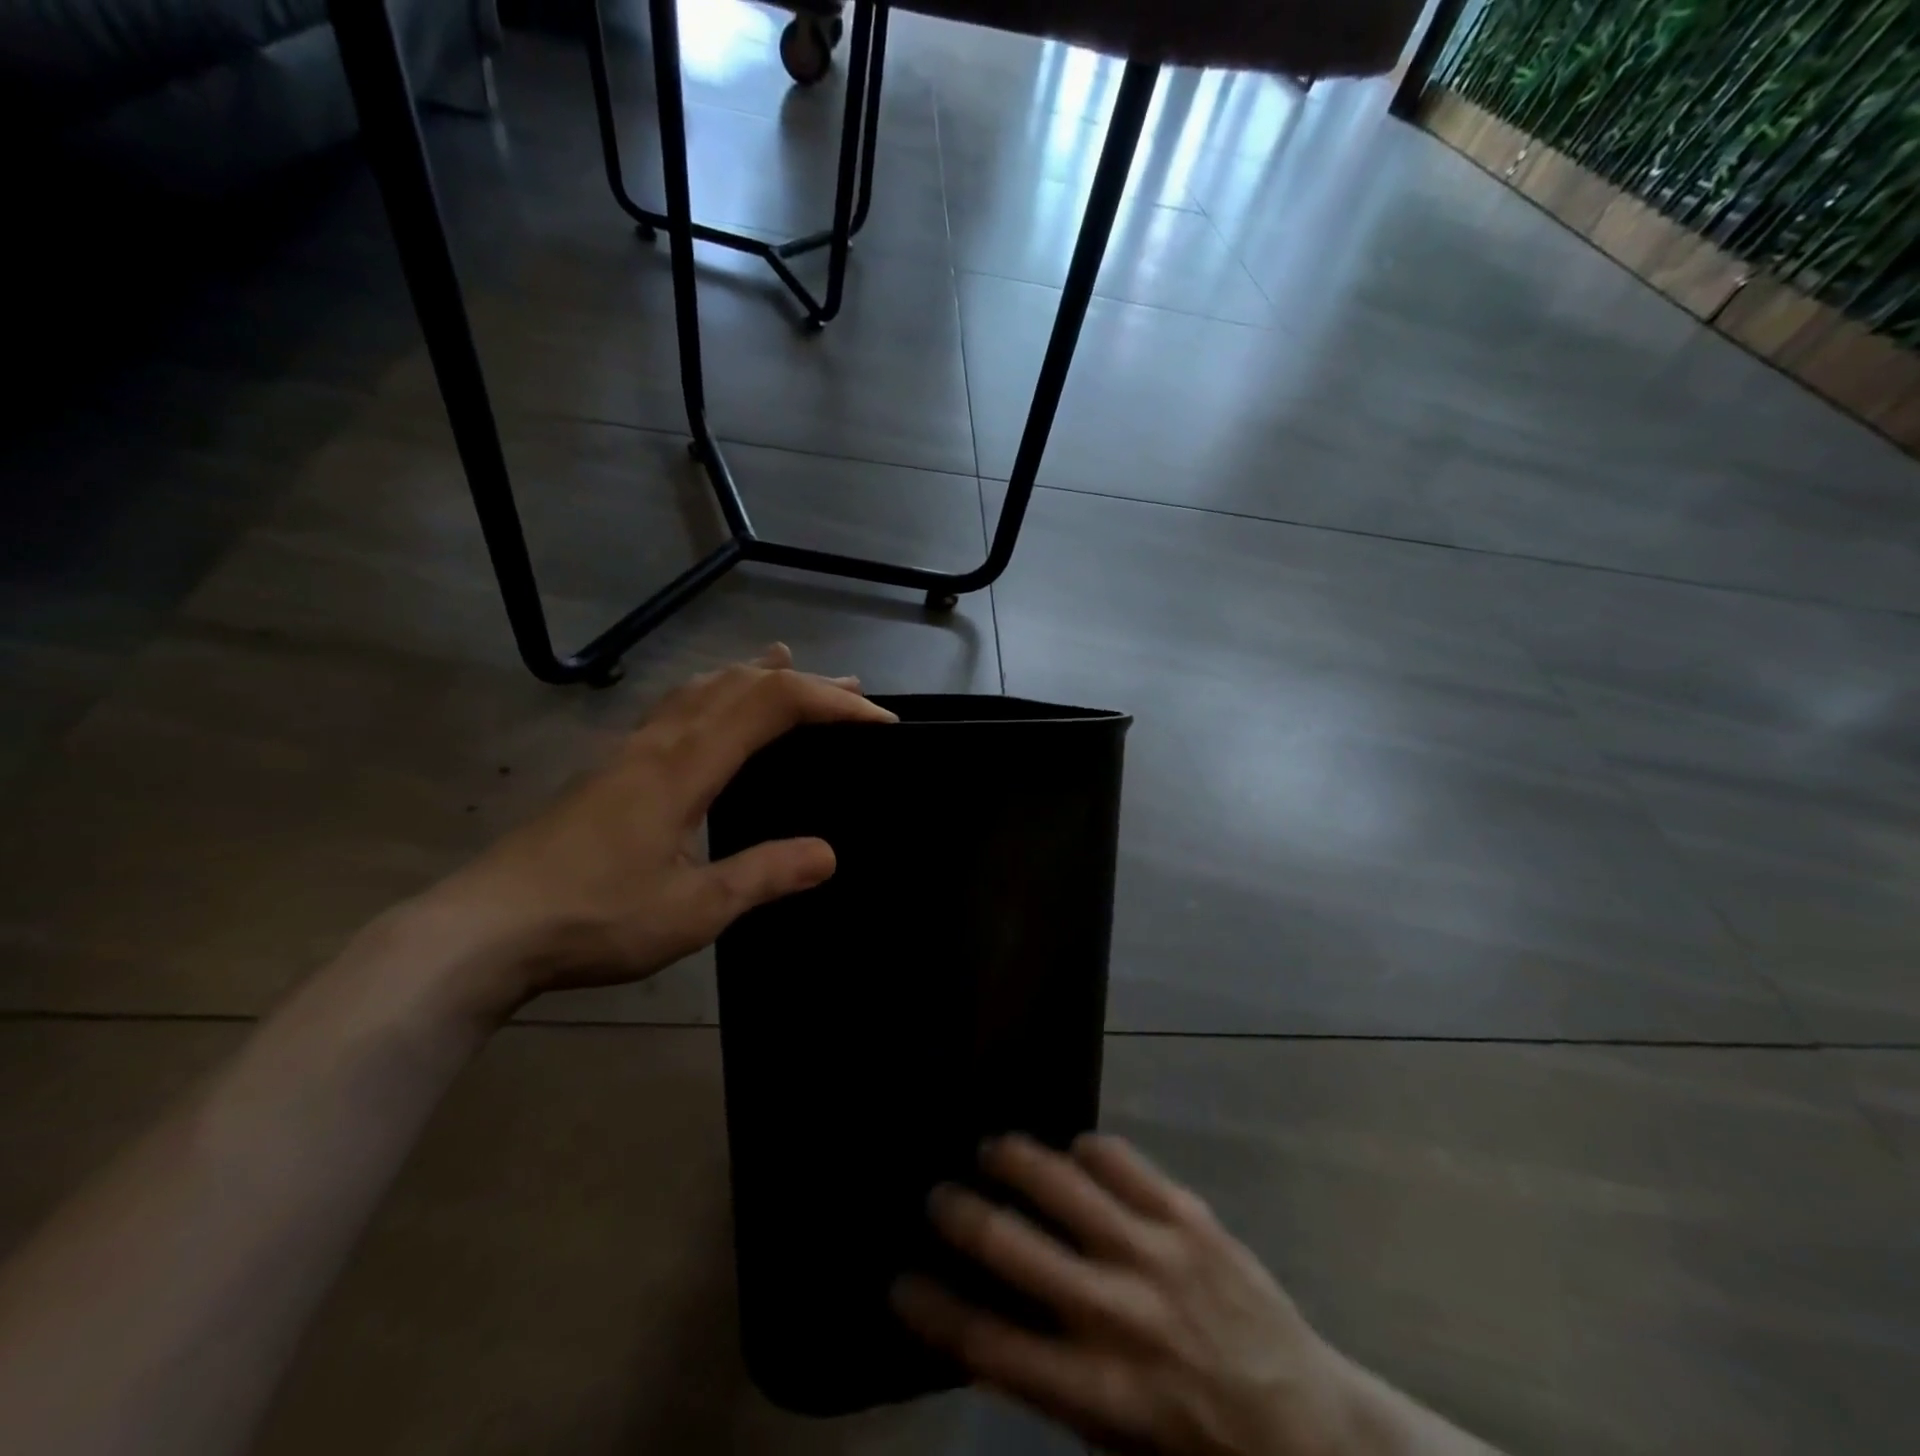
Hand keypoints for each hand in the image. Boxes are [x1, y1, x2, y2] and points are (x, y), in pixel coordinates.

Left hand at [419, 645, 894, 1009]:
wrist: (481, 932)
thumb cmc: (592, 919)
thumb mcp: (693, 909)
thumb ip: (764, 874)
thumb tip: (829, 853)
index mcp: (686, 765)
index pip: (773, 705)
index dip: (832, 702)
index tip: (879, 720)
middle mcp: (660, 742)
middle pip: (741, 684)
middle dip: (804, 681)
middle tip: (853, 688)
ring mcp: (629, 751)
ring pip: (703, 687)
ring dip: (756, 676)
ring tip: (789, 665)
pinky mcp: (610, 770)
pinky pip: (677, 707)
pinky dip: (716, 692)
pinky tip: (712, 710)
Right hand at [892, 1134, 1354, 1455]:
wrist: (1312, 1428)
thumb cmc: (1203, 1451)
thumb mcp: (1118, 1444)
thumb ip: (1055, 1383)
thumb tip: (995, 1318)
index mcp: (1094, 1393)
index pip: (988, 1346)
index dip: (934, 1310)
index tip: (899, 1281)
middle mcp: (1116, 1315)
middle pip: (1013, 1247)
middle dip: (963, 1216)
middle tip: (938, 1195)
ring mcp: (1154, 1254)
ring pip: (1064, 1184)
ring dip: (1018, 1160)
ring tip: (992, 1148)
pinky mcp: (1189, 1217)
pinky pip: (1122, 1162)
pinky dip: (1090, 1150)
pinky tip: (1077, 1152)